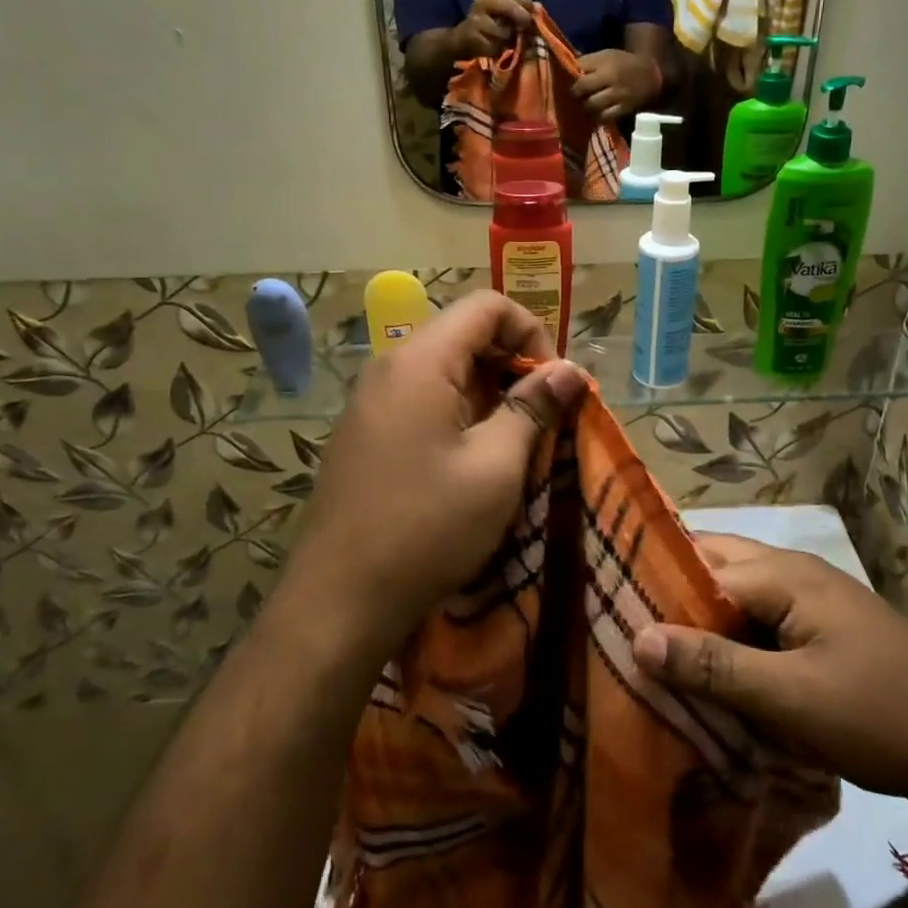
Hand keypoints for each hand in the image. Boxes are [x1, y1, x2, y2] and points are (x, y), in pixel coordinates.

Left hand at [285, 291, 585, 662]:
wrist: (339, 600)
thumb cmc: (427, 527)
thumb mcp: (496, 467)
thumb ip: (533, 407)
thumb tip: (568, 369)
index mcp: (420, 361)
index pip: (486, 307)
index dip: (531, 331)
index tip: (552, 383)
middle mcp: (389, 366)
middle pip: (463, 333)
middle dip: (511, 363)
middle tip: (541, 414)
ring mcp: (370, 400)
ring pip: (443, 368)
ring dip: (488, 391)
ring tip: (513, 440)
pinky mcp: (364, 432)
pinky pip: (420, 397)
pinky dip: (458, 410)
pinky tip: (471, 458)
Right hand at [449, 0, 532, 59]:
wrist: (465, 38)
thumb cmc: (491, 23)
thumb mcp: (504, 10)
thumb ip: (519, 7)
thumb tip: (537, 11)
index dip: (527, 3)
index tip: (532, 11)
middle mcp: (482, 1)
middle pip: (509, 6)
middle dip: (522, 17)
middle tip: (527, 26)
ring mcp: (476, 19)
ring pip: (504, 31)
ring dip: (510, 38)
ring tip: (507, 39)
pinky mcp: (473, 37)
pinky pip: (495, 45)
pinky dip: (500, 48)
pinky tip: (496, 46)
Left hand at [572, 48, 662, 122]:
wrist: (650, 75)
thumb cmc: (623, 64)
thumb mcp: (606, 55)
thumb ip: (588, 62)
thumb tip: (566, 70)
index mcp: (605, 61)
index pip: (579, 67)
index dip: (570, 75)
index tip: (566, 80)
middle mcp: (611, 76)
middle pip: (582, 86)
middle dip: (575, 92)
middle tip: (575, 95)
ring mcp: (618, 94)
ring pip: (591, 104)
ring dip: (585, 106)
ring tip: (585, 104)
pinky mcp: (624, 108)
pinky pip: (604, 116)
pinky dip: (598, 116)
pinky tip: (597, 113)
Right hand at [632, 536, 907, 815]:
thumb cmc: (877, 715)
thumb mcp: (790, 698)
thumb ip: (714, 666)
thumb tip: (637, 636)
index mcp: (784, 574)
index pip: (698, 569)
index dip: (654, 590)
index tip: (608, 613)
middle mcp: (794, 572)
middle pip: (716, 566)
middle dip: (672, 590)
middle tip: (623, 622)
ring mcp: (812, 598)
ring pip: (737, 591)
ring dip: (701, 615)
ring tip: (655, 645)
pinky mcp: (822, 627)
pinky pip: (760, 617)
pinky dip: (730, 633)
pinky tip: (710, 665)